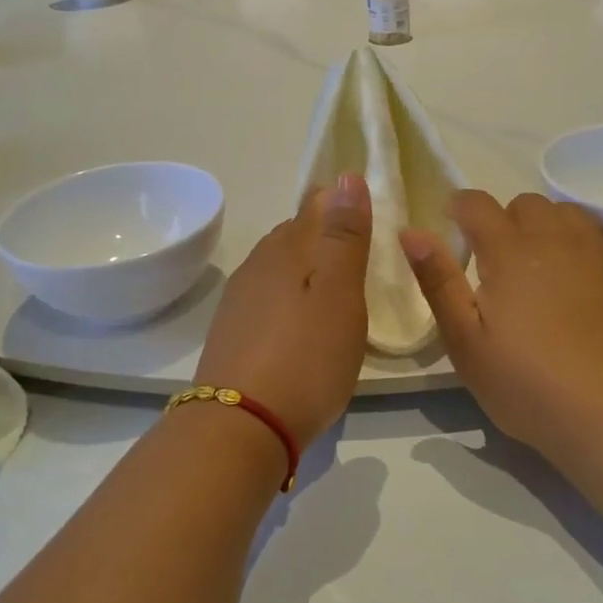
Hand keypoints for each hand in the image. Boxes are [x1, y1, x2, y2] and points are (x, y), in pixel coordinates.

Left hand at [194, 173, 371, 442]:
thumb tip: (346, 176)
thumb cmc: (305, 356)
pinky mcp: (232, 333)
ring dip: (306, 268)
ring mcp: (240, 300)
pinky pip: (267, 298)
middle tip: (360, 251)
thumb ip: (344, 235)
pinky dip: (289, 298)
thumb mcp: (340, 293)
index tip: (370, 215)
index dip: (342, 203)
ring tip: (335, 286)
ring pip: (278, 267)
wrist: (240, 426)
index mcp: (287, 248)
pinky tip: (300, 322)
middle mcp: (259, 265)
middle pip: (294, 234)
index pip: (316, 205)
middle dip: (325, 234)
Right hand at [400, 191, 602, 460]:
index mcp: (509, 250)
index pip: (476, 203)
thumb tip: (411, 231)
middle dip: (504, 221)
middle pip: (524, 203)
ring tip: (539, 269)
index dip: (458, 209)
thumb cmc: (527, 383)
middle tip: (497, 264)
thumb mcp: (465, 342)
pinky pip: (596, 237)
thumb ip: (438, 281)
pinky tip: (577, 286)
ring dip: (545, 228)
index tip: (454, 232)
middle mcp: (555, 237)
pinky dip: (578, 247)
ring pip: (565, 213)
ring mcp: (597, 251)